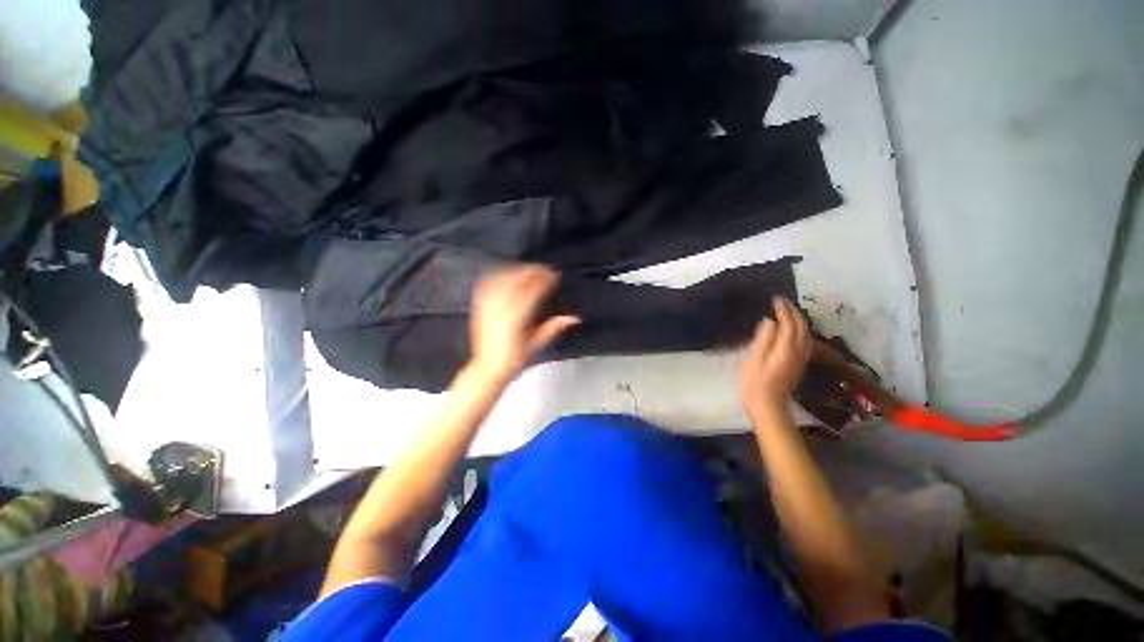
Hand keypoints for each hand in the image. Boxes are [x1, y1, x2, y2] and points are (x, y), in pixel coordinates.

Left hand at [469, 264, 579, 380]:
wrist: (489, 368)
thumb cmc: (514, 359)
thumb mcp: (537, 344)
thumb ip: (554, 328)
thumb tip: (574, 318)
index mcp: (517, 317)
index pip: (533, 290)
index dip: (545, 279)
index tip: (554, 274)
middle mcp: (501, 308)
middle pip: (517, 280)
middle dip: (532, 271)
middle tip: (544, 270)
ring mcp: (488, 306)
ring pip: (502, 279)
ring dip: (516, 271)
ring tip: (528, 271)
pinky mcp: (480, 308)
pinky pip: (487, 285)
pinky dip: (498, 277)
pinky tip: (505, 275)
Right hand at [739, 296, 811, 415]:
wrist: (768, 407)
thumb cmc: (755, 384)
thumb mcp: (753, 360)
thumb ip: (763, 339)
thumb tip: (770, 321)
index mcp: (786, 349)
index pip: (789, 323)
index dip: (784, 310)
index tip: (775, 299)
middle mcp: (798, 351)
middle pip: (802, 327)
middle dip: (793, 312)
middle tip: (781, 301)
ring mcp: (800, 359)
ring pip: (806, 334)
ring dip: (798, 320)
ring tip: (787, 312)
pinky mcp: (798, 364)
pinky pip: (804, 341)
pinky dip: (799, 330)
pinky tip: (792, 331)